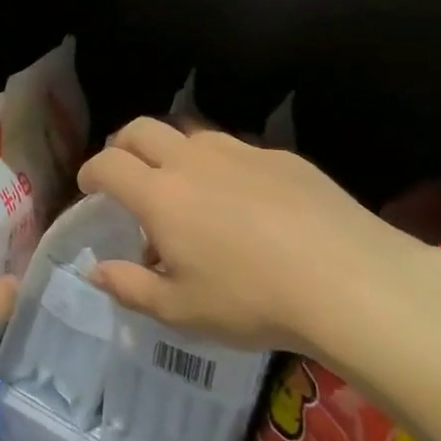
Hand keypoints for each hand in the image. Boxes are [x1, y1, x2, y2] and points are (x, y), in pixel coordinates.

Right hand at [76, 118, 435, 359]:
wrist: (350, 281)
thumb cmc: (252, 300)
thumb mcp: (181, 310)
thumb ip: (130, 287)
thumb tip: (95, 270)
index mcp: (159, 195)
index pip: (107, 164)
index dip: (91, 172)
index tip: (90, 188)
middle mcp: (191, 160)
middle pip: (141, 129)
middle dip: (122, 145)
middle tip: (127, 174)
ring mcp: (239, 152)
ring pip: (190, 134)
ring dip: (174, 152)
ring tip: (188, 188)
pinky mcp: (281, 157)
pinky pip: (237, 150)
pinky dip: (223, 166)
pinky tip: (247, 202)